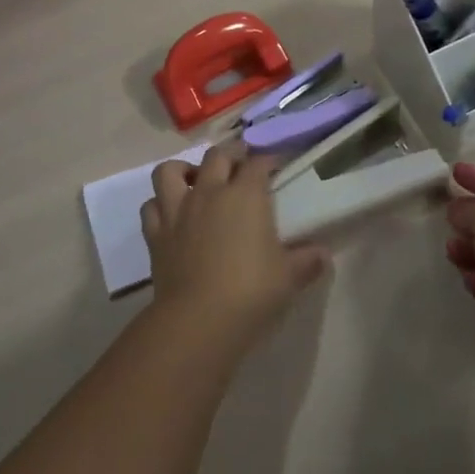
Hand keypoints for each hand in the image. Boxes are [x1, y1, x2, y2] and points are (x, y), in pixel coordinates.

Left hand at [143, 141, 328, 357]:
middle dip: (231, 154)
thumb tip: (323, 255)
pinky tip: (170, 214)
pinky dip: (159, 205)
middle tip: (240, 165)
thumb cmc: (251, 291)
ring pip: (171, 171)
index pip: (257, 163)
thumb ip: (307, 261)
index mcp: (245, 195)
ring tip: (196, 180)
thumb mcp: (289, 277)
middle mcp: (209, 192)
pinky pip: (151, 206)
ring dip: (184, 170)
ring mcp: (178, 210)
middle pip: (217, 156)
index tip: (276, 166)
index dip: (268, 160)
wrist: (199, 319)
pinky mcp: (156, 234)